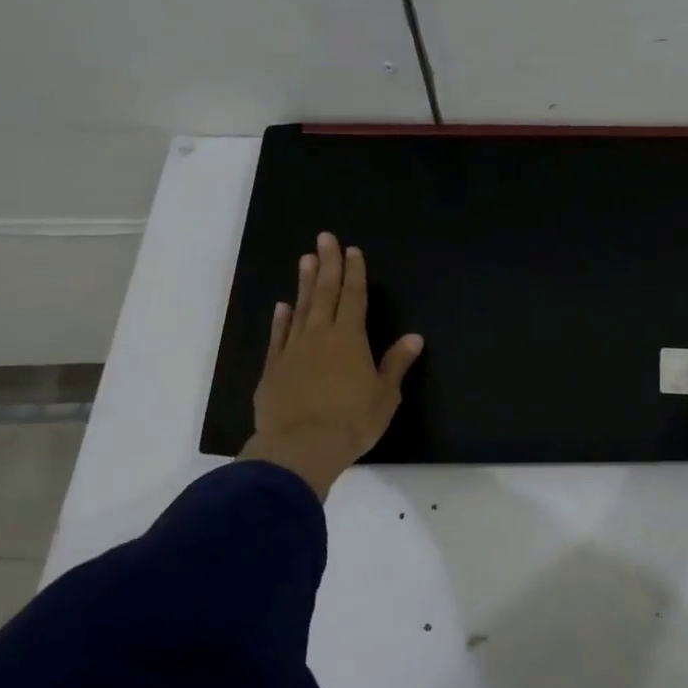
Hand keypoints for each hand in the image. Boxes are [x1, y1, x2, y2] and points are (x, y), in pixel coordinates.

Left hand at [239, 232, 423, 499]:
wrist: (300, 448)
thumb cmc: (352, 421)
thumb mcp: (385, 395)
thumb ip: (396, 364)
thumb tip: (414, 337)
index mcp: (350, 339)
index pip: (354, 298)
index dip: (354, 273)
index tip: (352, 250)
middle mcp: (320, 336)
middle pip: (325, 294)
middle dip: (328, 265)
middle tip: (324, 238)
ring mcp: (292, 351)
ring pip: (300, 309)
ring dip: (305, 284)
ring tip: (306, 260)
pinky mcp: (273, 370)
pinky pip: (278, 337)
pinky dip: (281, 320)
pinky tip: (282, 307)